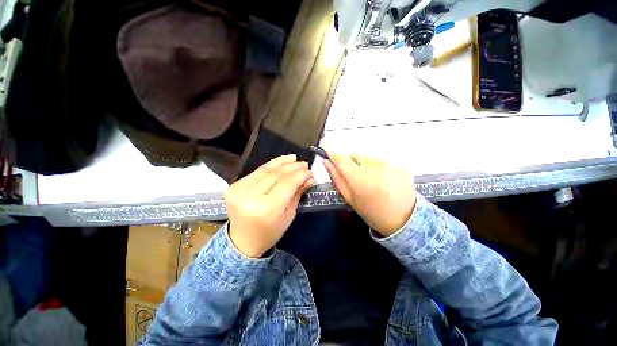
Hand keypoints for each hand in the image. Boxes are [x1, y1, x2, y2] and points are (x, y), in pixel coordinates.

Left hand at [224, 154, 313, 257]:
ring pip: (266, 169)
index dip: (300, 175)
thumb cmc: (270, 232)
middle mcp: (251, 197)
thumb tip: (309, 178)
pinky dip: (270, 164)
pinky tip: (282, 161)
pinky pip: (257, 171)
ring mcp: (239, 190)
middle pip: (277, 174)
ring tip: (295, 159)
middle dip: (294, 168)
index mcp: (266, 209)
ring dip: (283, 163)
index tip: (310, 172)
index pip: (287, 183)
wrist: (243, 241)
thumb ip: (298, 193)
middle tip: (305, 165)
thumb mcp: (289, 215)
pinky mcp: (234, 186)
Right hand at [324, 152, 415, 236]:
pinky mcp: (399, 165)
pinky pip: (382, 162)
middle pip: (355, 155)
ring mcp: (389, 165)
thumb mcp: (350, 198)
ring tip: (372, 181)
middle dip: (351, 163)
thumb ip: (337, 178)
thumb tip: (327, 162)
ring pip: (368, 158)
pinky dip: (379, 168)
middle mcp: (374, 167)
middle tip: (356, 177)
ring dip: (365, 165)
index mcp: (359, 179)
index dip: (332, 153)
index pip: (341, 159)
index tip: (326, 148)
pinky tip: (384, 181)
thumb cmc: (371, 212)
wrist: (404, 220)